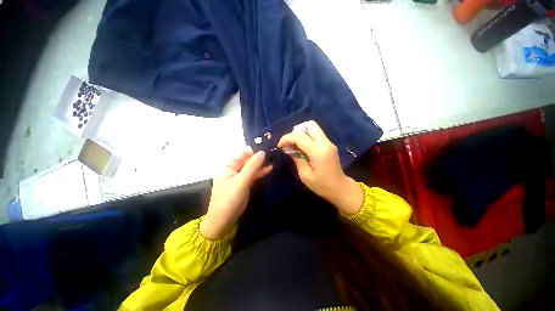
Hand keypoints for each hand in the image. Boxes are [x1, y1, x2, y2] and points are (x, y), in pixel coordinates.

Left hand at [200, 148, 272, 238]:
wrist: (224, 221)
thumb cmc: (229, 199)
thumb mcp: (240, 181)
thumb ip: (251, 167)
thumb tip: (262, 152)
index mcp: (228, 166)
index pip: (242, 154)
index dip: (253, 150)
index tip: (266, 148)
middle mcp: (234, 170)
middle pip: (248, 160)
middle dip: (259, 157)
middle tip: (272, 152)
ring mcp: (240, 177)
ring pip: (252, 168)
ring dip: (261, 164)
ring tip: (273, 159)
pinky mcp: (245, 184)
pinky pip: (254, 175)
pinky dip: (261, 172)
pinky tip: (270, 168)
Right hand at [278, 121, 362, 214]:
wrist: (340, 188)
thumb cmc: (321, 185)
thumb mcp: (305, 175)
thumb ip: (296, 158)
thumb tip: (288, 148)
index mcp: (318, 151)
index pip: (300, 136)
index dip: (287, 138)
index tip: (280, 145)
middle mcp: (325, 143)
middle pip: (310, 125)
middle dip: (296, 131)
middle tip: (290, 143)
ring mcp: (329, 143)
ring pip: (313, 128)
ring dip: (302, 133)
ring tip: (295, 145)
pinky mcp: (329, 145)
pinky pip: (316, 134)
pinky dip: (307, 137)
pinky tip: (303, 148)